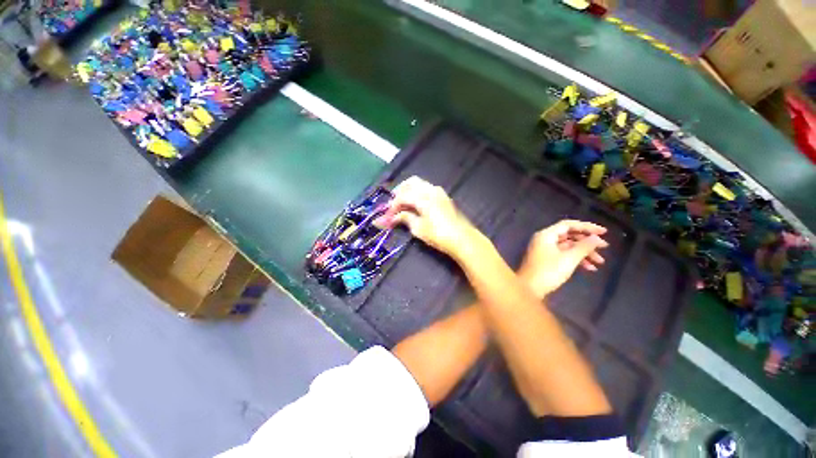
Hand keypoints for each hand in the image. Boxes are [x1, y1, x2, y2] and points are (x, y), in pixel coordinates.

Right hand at [378, 176, 474, 256]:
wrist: (463, 239)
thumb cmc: (439, 235)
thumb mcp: (419, 228)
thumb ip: (406, 218)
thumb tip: (395, 216)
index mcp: (422, 197)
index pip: (402, 197)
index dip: (392, 206)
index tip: (387, 216)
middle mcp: (430, 190)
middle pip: (411, 183)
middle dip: (400, 192)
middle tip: (393, 204)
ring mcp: (439, 192)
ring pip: (420, 184)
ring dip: (409, 191)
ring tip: (404, 205)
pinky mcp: (444, 197)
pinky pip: (427, 189)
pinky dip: (419, 193)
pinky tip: (416, 204)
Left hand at [518, 220, 608, 298]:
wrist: (529, 288)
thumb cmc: (548, 272)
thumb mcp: (569, 259)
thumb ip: (584, 246)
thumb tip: (596, 237)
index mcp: (546, 235)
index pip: (568, 225)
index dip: (587, 227)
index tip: (604, 232)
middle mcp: (544, 239)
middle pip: (568, 235)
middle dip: (587, 241)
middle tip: (605, 248)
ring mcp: (544, 249)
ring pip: (567, 246)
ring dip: (584, 252)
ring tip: (600, 262)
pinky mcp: (545, 259)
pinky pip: (563, 254)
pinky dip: (575, 259)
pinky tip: (590, 268)